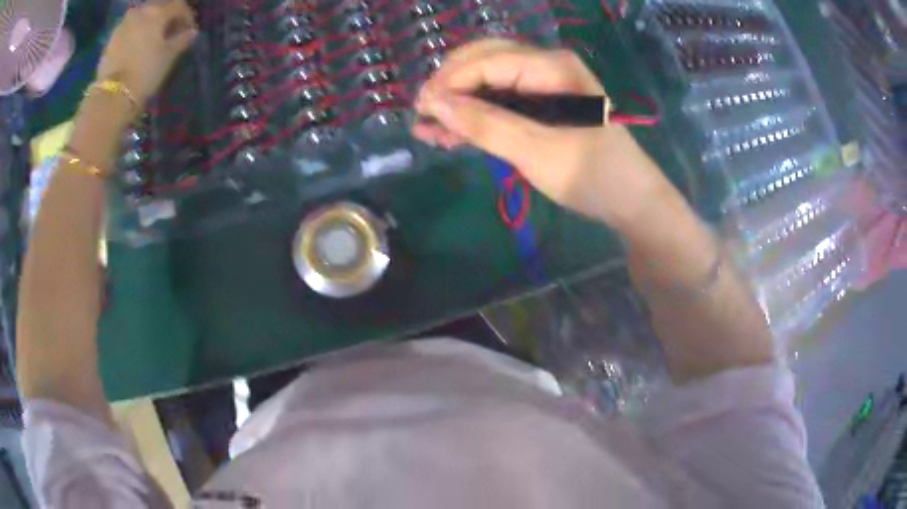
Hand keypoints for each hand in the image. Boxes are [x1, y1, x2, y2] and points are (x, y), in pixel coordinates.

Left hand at [97, 0, 197, 107]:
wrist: (111, 95)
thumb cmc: (144, 72)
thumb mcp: (168, 57)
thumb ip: (181, 40)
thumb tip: (191, 32)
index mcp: (158, 11)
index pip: (179, 5)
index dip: (187, 17)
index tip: (189, 31)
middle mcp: (141, 11)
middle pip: (159, 6)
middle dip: (167, 16)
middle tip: (170, 32)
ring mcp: (124, 23)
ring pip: (143, 15)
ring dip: (150, 23)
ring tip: (153, 39)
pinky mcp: (112, 38)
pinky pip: (130, 27)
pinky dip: (136, 32)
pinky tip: (138, 45)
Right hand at [413, 39, 670, 230]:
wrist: (630, 201)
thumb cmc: (591, 175)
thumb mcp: (536, 151)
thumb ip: (485, 124)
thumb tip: (434, 103)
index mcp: (551, 67)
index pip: (486, 61)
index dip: (449, 82)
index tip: (419, 109)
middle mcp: (546, 67)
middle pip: (484, 63)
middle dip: (450, 86)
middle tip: (421, 115)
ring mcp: (545, 87)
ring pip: (489, 83)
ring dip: (459, 104)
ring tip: (427, 129)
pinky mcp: (543, 108)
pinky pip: (501, 103)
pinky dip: (477, 117)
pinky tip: (452, 134)